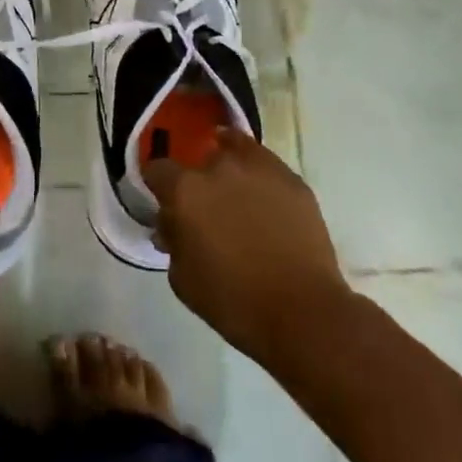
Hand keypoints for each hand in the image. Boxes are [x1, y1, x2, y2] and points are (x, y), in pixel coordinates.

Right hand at [143, 129, 350, 365]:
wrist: (303, 313)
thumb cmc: (233, 301)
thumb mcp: (182, 278)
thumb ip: (172, 241)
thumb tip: (171, 225)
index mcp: (185, 190)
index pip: (157, 169)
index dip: (158, 185)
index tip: (164, 202)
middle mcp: (218, 168)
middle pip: (199, 159)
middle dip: (198, 179)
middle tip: (205, 207)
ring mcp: (259, 169)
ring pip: (235, 149)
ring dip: (229, 167)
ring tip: (236, 192)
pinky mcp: (293, 180)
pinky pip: (267, 165)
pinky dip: (259, 175)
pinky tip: (263, 198)